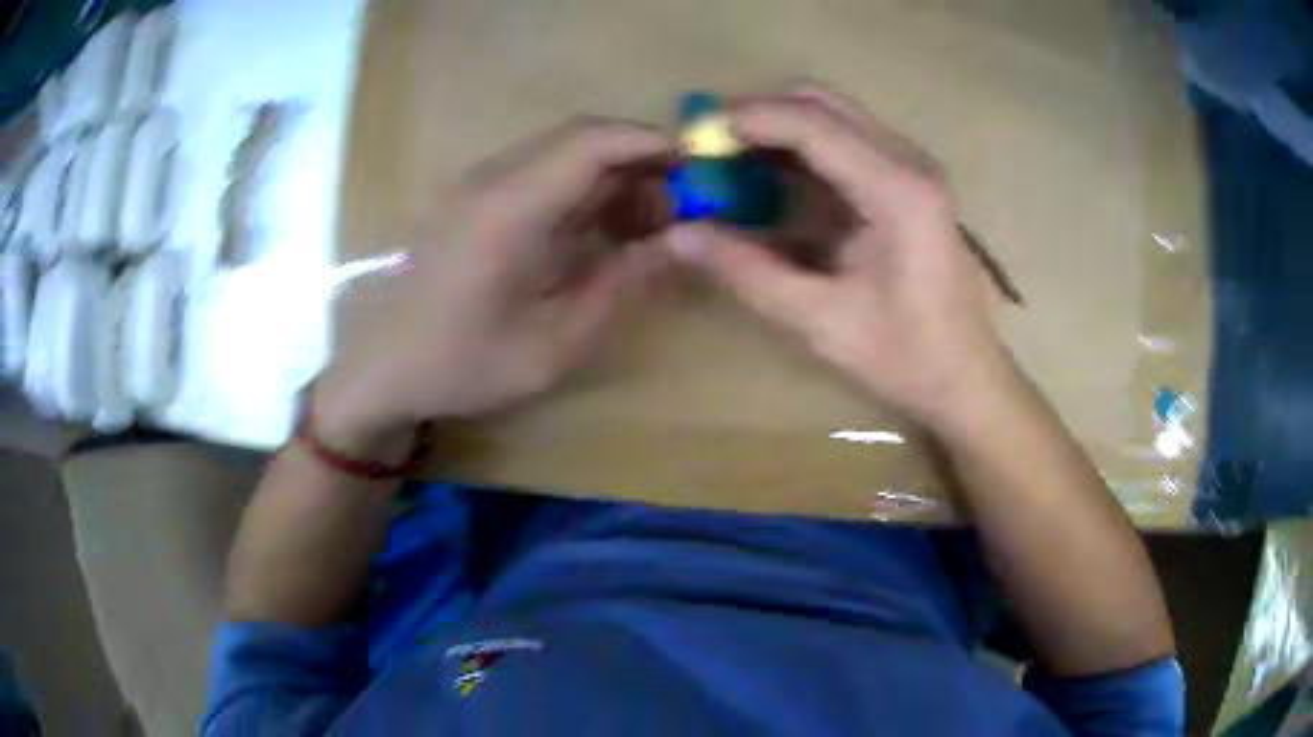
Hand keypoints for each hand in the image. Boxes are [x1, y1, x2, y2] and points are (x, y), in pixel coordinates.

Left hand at [317, 119, 671, 456]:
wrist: (383, 368)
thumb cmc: (463, 366)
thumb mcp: (555, 345)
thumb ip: (621, 285)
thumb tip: (681, 242)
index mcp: (507, 210)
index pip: (591, 142)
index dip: (652, 143)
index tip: (700, 168)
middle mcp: (491, 179)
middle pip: (581, 139)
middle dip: (640, 164)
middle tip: (680, 212)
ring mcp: (478, 184)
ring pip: (563, 154)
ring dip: (613, 179)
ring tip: (647, 230)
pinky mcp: (474, 198)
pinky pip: (541, 175)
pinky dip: (582, 193)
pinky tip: (601, 233)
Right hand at [664, 85, 1013, 426]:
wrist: (966, 376)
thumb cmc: (904, 355)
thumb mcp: (818, 320)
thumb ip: (746, 271)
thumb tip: (679, 233)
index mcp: (896, 189)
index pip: (812, 123)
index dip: (747, 120)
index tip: (693, 138)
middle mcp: (909, 160)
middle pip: (822, 103)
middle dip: (759, 116)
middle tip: (710, 150)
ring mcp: (913, 166)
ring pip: (833, 114)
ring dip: (779, 128)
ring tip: (731, 163)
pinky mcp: (909, 179)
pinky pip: (846, 139)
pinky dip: (802, 147)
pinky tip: (773, 179)